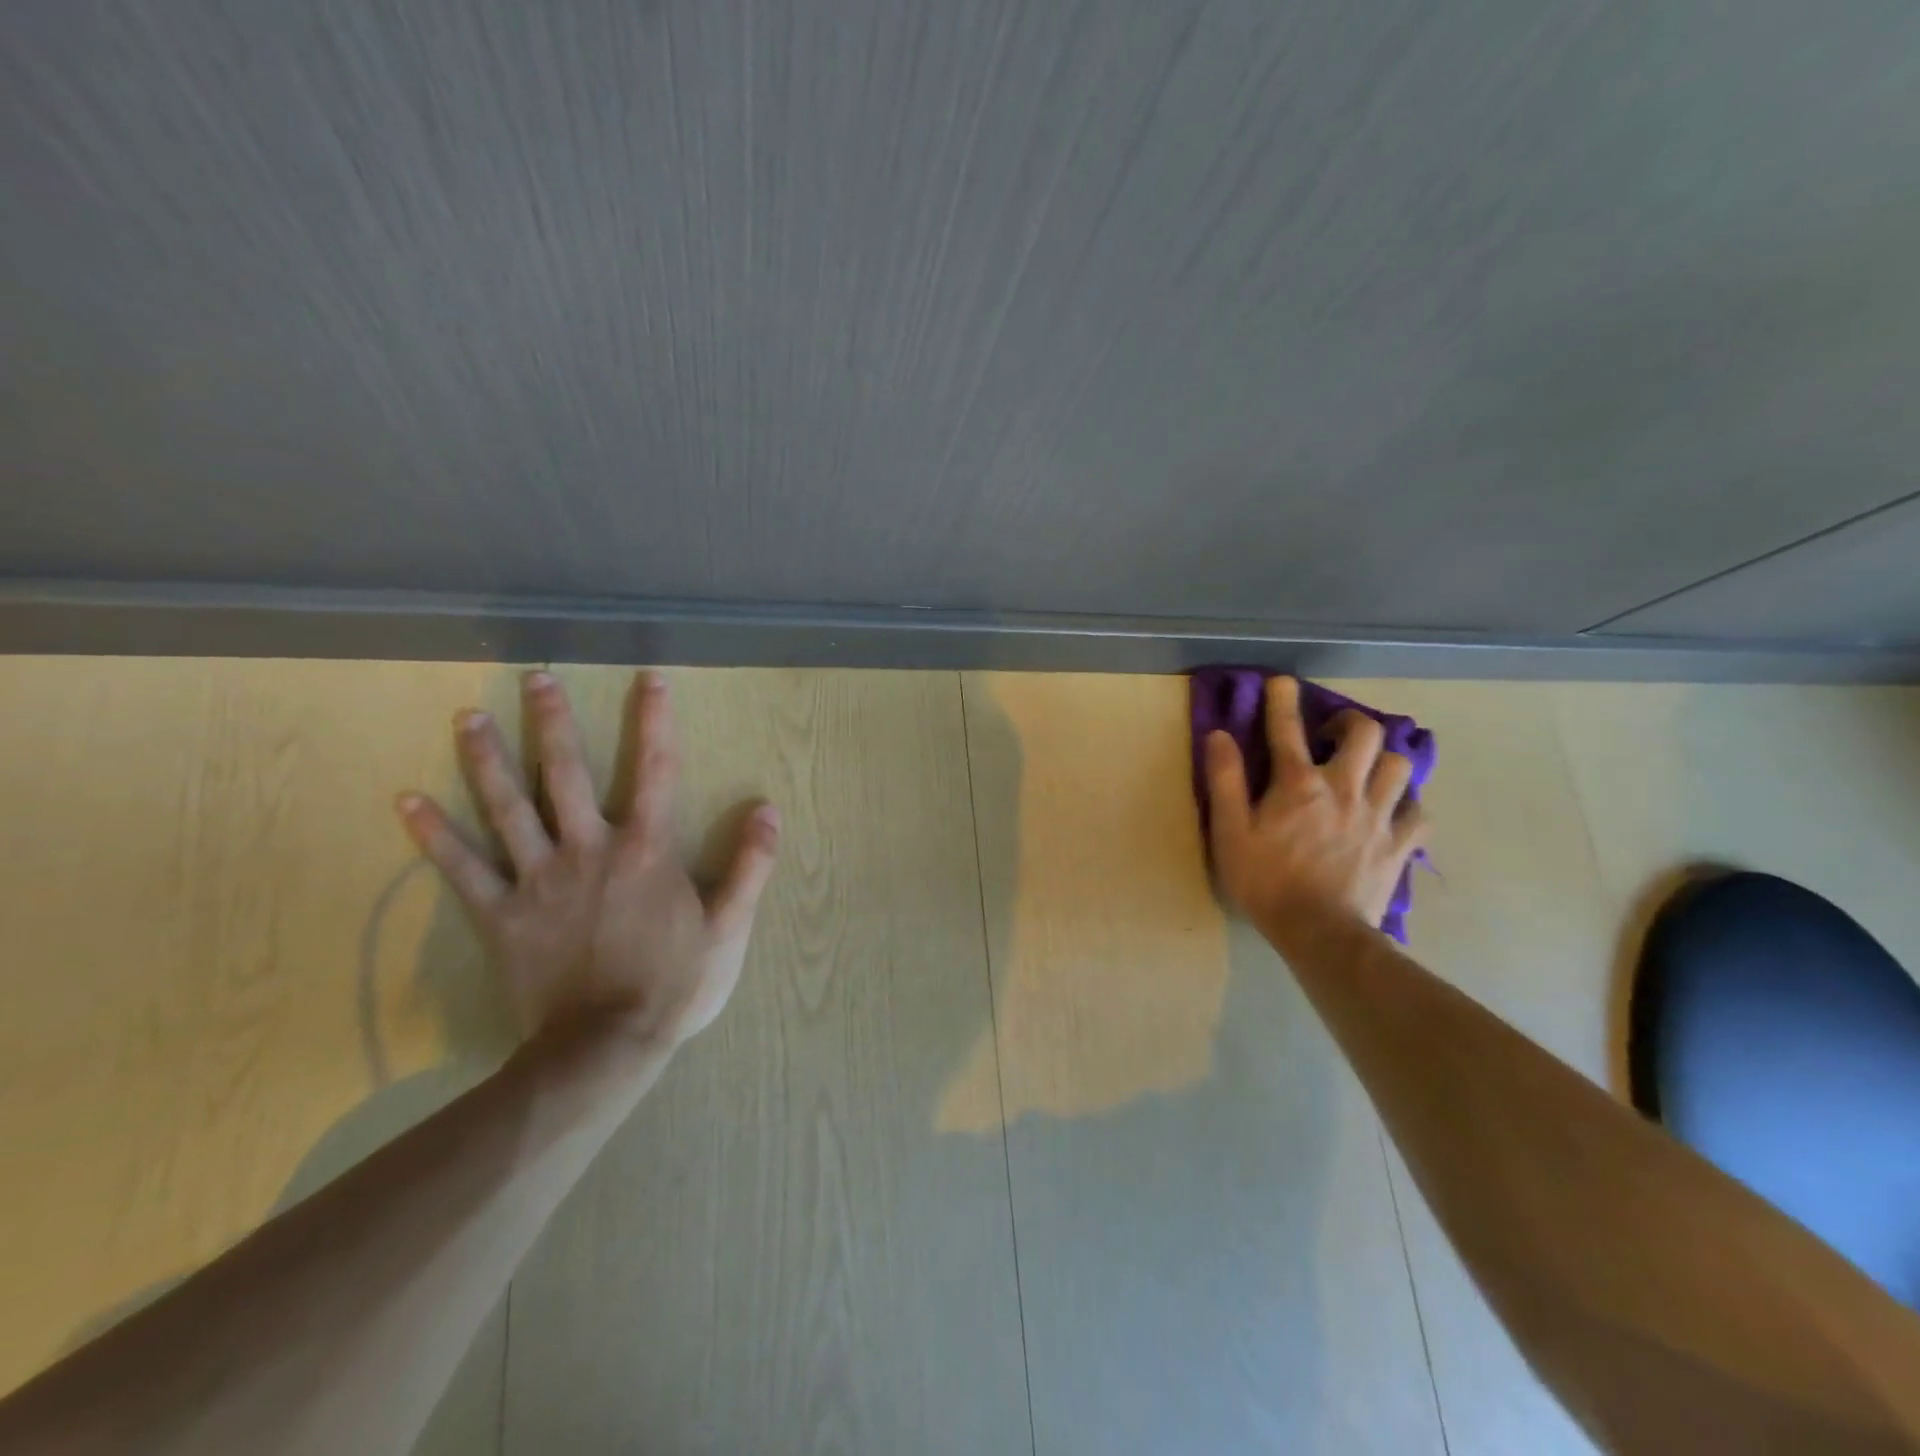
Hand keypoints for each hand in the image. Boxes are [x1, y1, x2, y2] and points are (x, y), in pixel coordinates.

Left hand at [396, 670, 778, 1049]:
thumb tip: (768, 809)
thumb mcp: (731, 927)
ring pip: (509, 808)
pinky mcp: (501, 916)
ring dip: (488, 760)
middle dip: (553, 722)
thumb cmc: (676, 984)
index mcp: (646, 849)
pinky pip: (462, 870)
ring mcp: (538, 880)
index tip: (649, 679)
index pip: (656, 770)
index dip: (655, 721)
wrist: (606, 1047)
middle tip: (537, 677)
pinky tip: (406, 802)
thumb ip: (751, 865)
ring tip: (468, 717)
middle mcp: (590, 849)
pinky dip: (434, 836)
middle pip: (569, 774)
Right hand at [1203, 676, 1427, 933]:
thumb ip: (1225, 780)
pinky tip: (1393, 812)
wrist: (1319, 933)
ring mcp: (1379, 816)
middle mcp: (1345, 789)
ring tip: (1366, 772)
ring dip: (1383, 761)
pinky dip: (1408, 805)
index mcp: (1299, 784)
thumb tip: (1219, 735)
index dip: (1282, 700)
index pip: (1287, 729)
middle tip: (1332, 737)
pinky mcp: (1400, 845)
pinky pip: (1419, 813)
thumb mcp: (1229, 831)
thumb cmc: (1265, 881)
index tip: (1281, 682)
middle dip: (1350, 724)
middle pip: (1365, 734)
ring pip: (1400, 766)